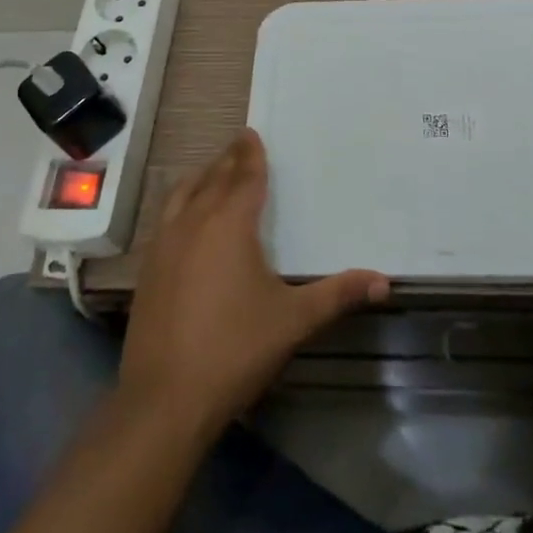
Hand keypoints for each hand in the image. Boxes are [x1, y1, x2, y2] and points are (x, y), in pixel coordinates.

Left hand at [119, 129, 388, 434]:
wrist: (164, 400)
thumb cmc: (235, 349)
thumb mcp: (293, 321)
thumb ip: (337, 295)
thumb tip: (384, 281)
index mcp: (230, 223)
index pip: (244, 176)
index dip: (251, 154)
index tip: (252, 132)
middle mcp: (194, 222)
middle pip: (213, 178)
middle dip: (228, 159)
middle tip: (240, 144)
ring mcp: (165, 244)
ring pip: (183, 194)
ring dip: (201, 177)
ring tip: (213, 171)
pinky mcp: (148, 268)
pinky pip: (166, 217)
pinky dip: (180, 202)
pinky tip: (184, 218)